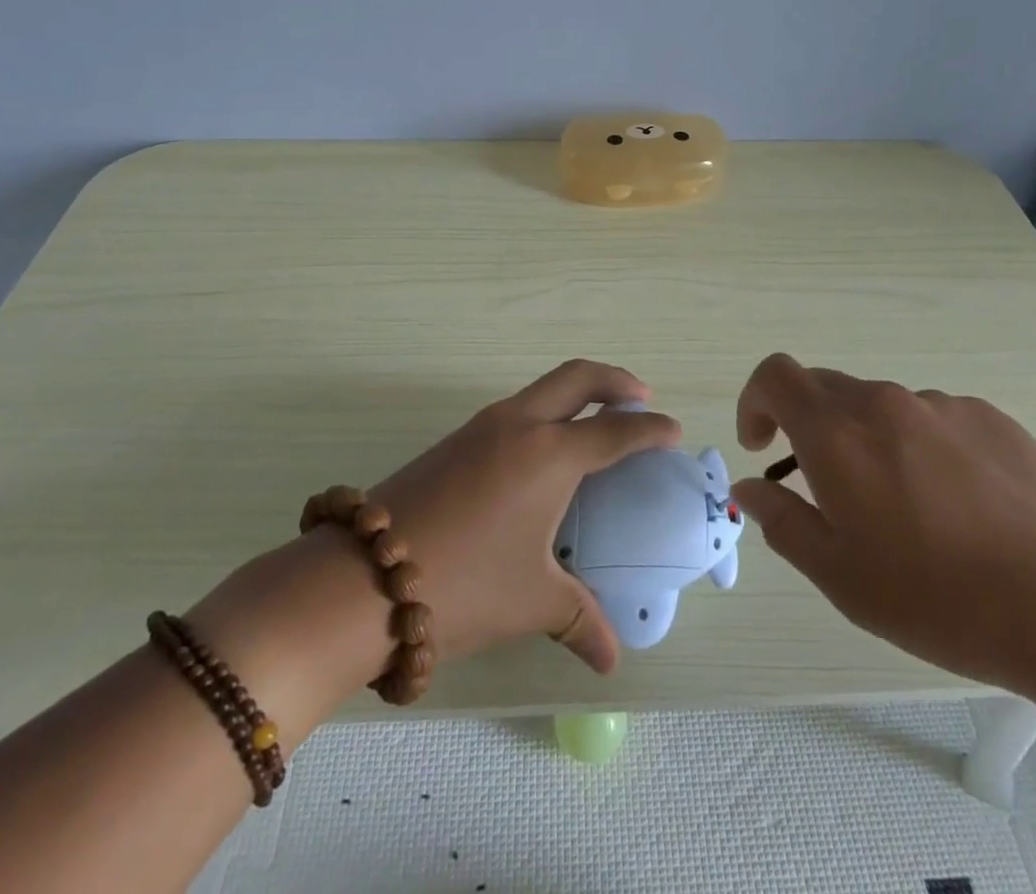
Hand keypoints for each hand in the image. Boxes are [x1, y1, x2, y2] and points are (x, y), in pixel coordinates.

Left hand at [364, 359, 680, 670]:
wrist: (363, 576)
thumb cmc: (464, 583)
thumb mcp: (531, 602)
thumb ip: (580, 620)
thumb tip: (611, 657)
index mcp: (550, 455)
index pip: (615, 430)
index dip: (649, 429)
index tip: (672, 431)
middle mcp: (519, 425)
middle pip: (577, 377)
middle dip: (615, 380)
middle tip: (640, 398)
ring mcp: (481, 427)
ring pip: (541, 389)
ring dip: (575, 394)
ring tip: (595, 422)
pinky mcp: (454, 440)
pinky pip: (515, 410)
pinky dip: (544, 413)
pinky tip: (542, 454)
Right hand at [728, 354, 1035, 708]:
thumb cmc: (942, 599)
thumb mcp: (841, 578)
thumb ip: (782, 522)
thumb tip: (751, 486)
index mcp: (839, 433)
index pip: (775, 375)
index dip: (755, 401)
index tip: (762, 447)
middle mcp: (885, 402)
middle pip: (825, 390)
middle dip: (809, 429)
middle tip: (829, 492)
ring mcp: (943, 406)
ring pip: (881, 408)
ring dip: (869, 442)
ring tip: (906, 512)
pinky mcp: (992, 418)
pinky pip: (933, 420)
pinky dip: (921, 448)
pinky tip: (960, 507)